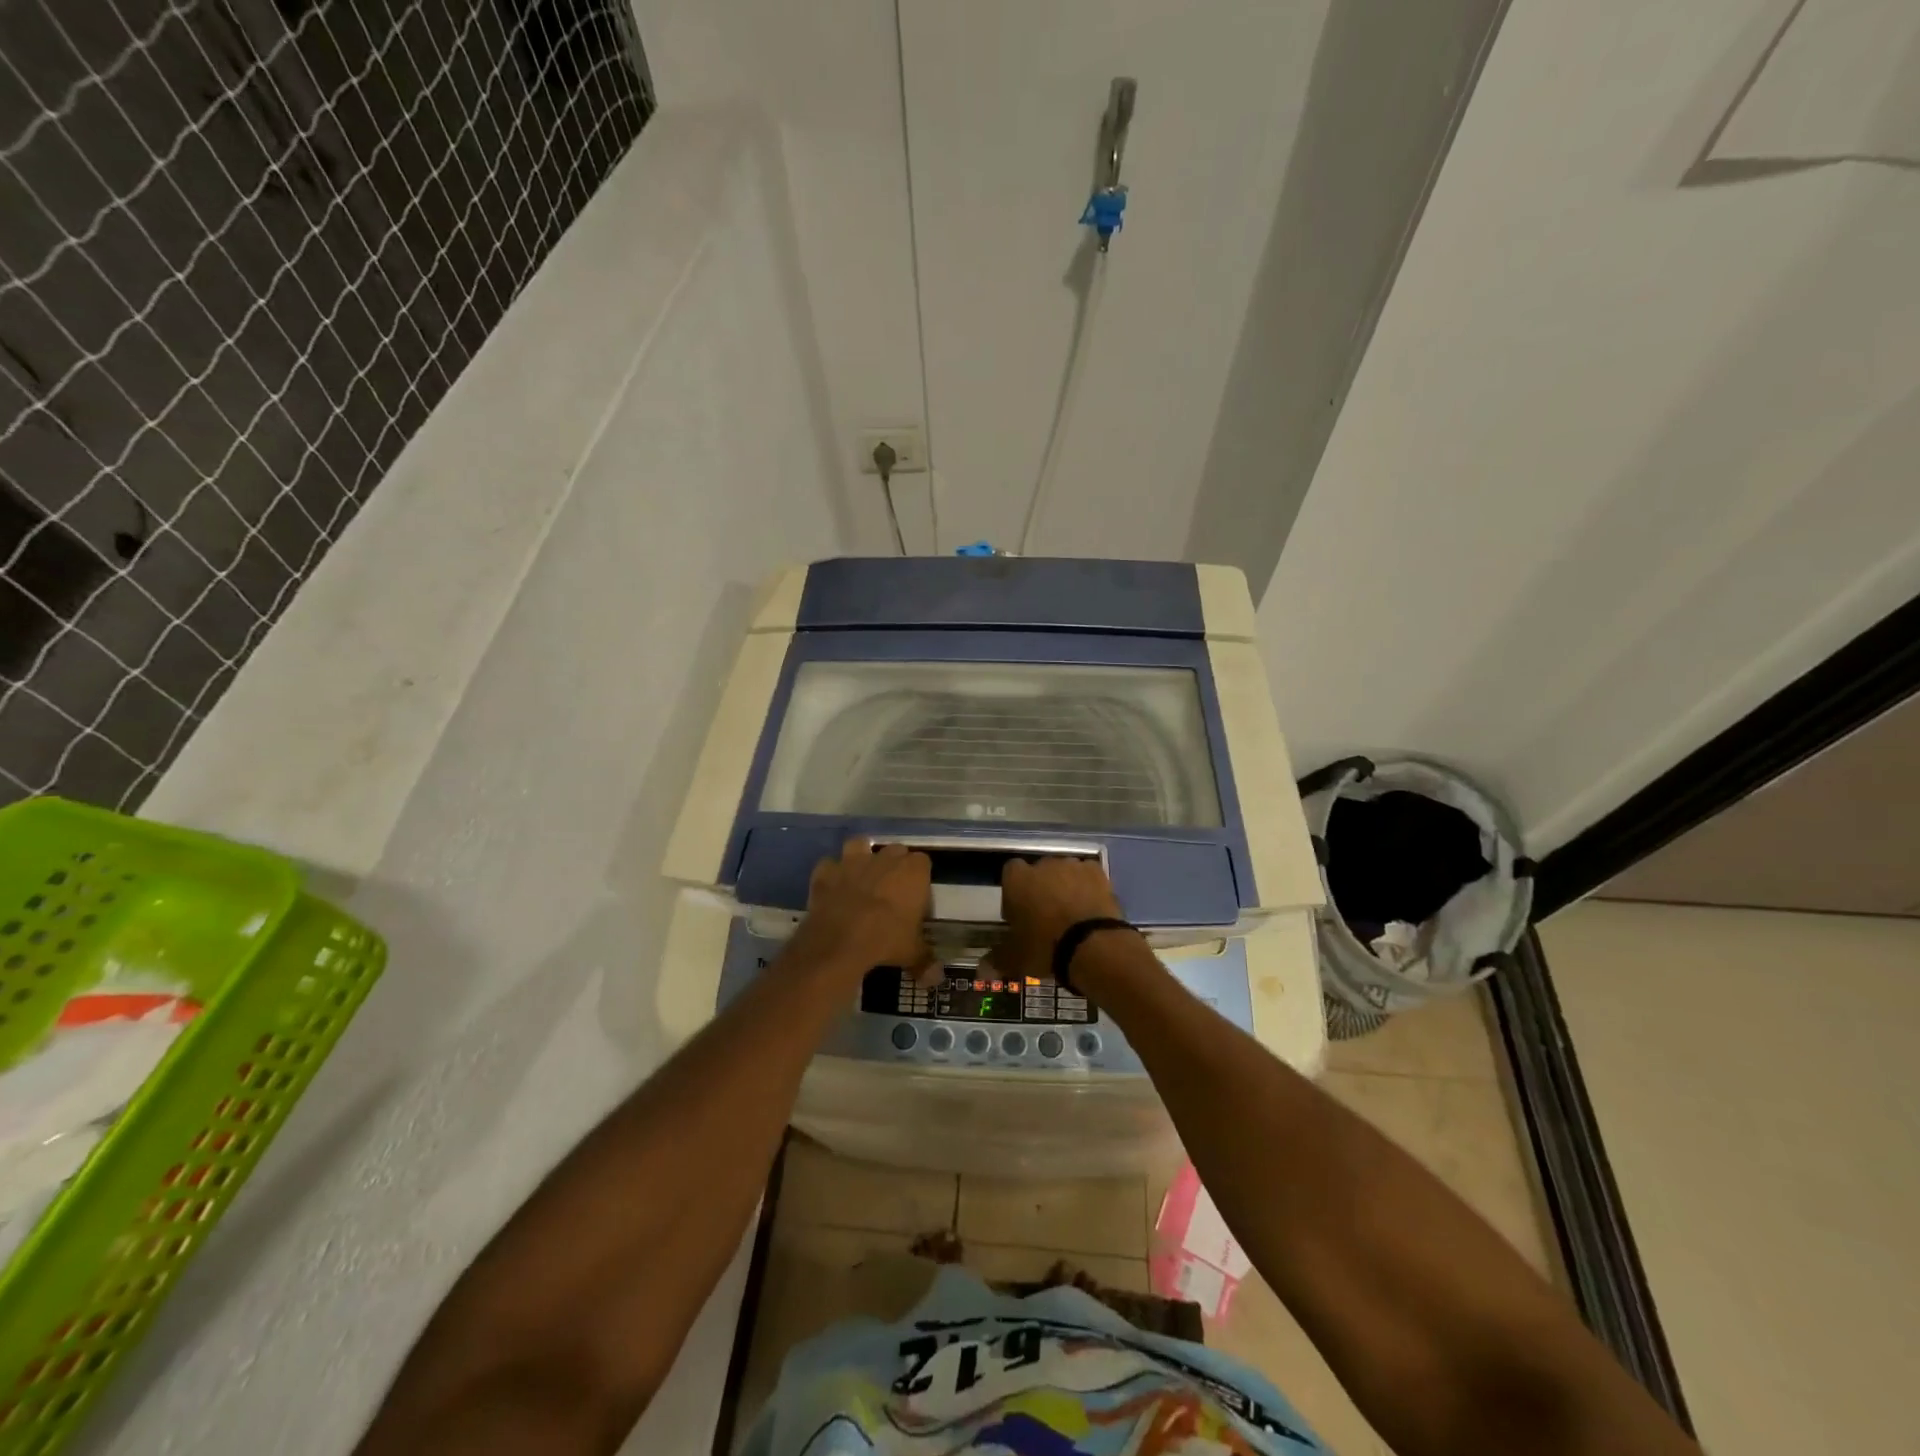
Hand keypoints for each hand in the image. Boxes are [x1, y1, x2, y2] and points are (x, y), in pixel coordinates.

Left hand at [798, 839, 934, 978]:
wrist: (841, 942)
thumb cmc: (886, 940)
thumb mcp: (912, 953)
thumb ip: (926, 961)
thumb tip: (936, 978)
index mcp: (913, 871)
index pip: (923, 863)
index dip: (919, 879)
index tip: (916, 899)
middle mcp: (884, 858)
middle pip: (895, 851)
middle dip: (894, 866)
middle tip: (891, 892)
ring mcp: (853, 861)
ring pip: (859, 845)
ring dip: (861, 857)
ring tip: (861, 878)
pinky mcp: (826, 872)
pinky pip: (829, 866)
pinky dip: (831, 875)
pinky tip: (833, 889)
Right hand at [990, 856, 1125, 982]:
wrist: (1092, 945)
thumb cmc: (1045, 947)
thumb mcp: (1015, 959)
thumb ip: (997, 959)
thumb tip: (981, 970)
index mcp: (1017, 880)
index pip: (1009, 873)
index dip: (1013, 891)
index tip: (1019, 913)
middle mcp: (1043, 865)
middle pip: (1038, 872)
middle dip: (1040, 888)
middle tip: (1045, 916)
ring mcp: (1072, 865)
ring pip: (1064, 872)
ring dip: (1065, 887)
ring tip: (1072, 914)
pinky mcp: (1097, 872)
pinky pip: (1087, 876)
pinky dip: (1087, 887)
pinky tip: (1090, 907)